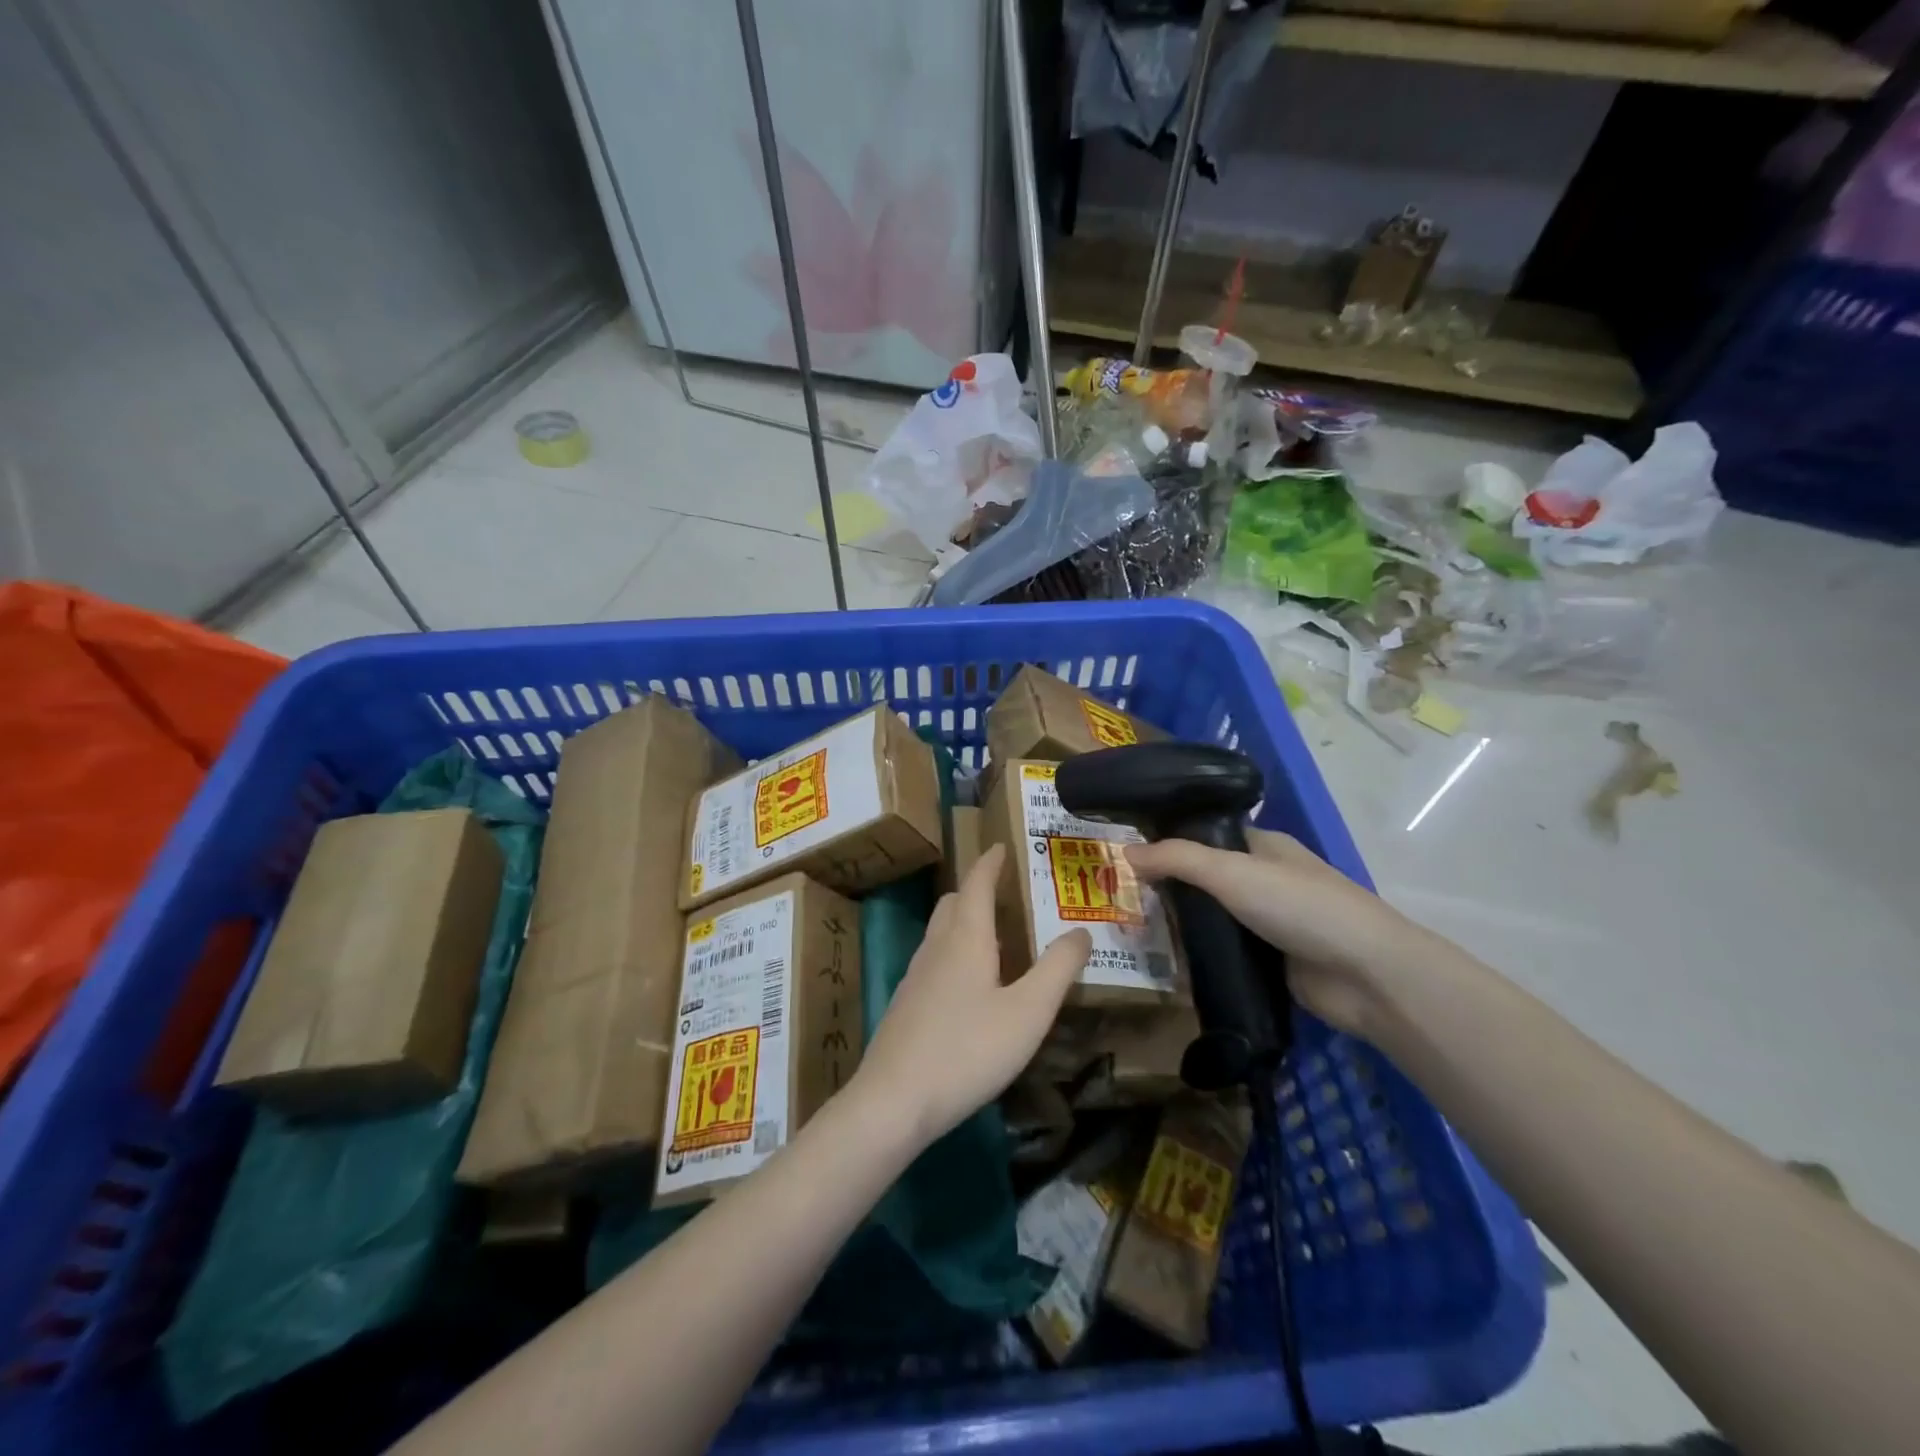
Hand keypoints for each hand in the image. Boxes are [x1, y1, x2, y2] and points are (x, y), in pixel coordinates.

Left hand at [851, 843, 1091, 1149]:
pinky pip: (933, 960)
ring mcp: (915, 976)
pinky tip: (970, 987)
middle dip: (977, 890)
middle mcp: (936, 947)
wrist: (893, 1101)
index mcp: (965, 938)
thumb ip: (1057, 969)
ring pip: (940, 933)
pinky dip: (954, 953)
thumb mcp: (1028, 1012)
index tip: (1001, 845)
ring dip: (965, 922)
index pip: (977, 883)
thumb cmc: (967, 1049)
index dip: (990, 861)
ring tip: (995, 938)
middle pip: (954, 903)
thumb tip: (1081, 931)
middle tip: (1006, 893)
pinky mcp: (905, 1005)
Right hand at [1125, 830, 1431, 1040]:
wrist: (1367, 976)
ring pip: (1213, 919)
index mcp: (1263, 847)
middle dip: (1169, 889)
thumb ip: (1177, 859)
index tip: (1126, 858)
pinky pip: (1224, 954)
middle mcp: (1265, 880)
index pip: (1205, 837)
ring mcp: (1270, 923)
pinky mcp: (1271, 963)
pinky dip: (1200, 957)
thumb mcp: (1231, 872)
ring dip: (1182, 927)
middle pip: (1205, 880)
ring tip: (1132, 933)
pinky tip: (1166, 963)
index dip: (1168, 844)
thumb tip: (1125, 852)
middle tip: (1120, 900)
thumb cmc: (1300, 906)